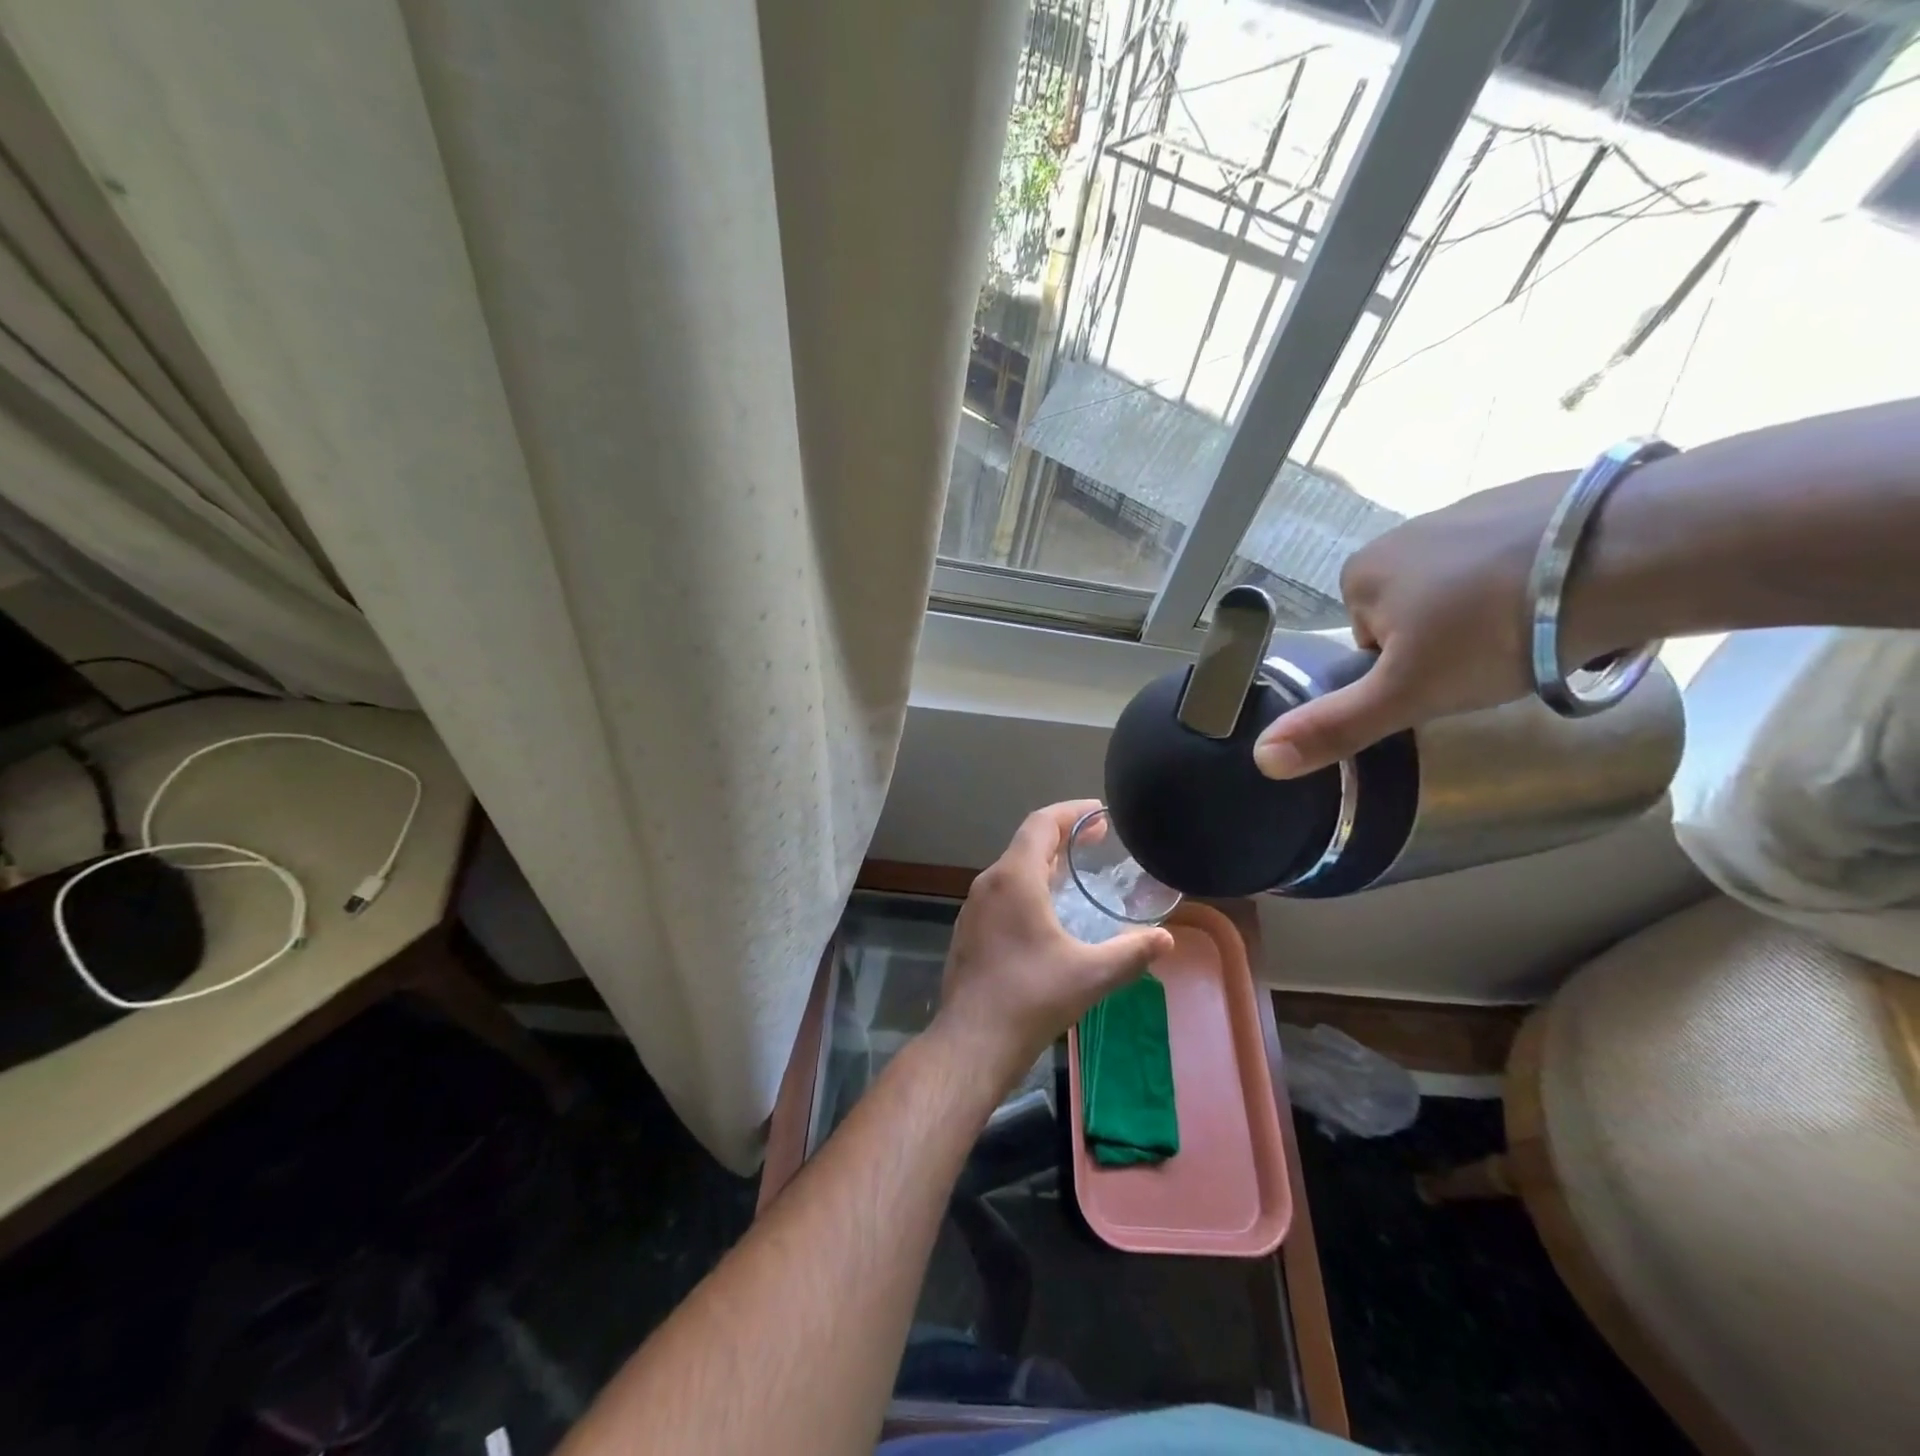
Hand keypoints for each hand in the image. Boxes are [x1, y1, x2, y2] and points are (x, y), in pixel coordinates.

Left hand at [932, 801, 1174, 1095]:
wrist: (971, 1041)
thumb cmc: (1031, 999)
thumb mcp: (1091, 975)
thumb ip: (1132, 952)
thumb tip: (1167, 939)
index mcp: (1014, 879)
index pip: (1041, 823)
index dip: (1073, 812)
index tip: (1101, 814)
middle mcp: (989, 883)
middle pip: (1027, 843)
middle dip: (1064, 836)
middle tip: (1099, 841)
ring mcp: (974, 908)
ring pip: (1012, 869)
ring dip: (1045, 863)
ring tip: (1077, 873)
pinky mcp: (970, 930)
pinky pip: (1002, 893)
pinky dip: (1029, 887)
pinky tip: (1048, 913)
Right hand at [1252, 470, 1620, 778]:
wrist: (1630, 551)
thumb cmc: (1495, 631)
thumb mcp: (1407, 694)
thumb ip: (1335, 726)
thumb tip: (1261, 760)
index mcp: (1362, 572)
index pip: (1369, 639)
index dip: (1406, 669)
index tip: (1447, 679)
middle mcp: (1405, 530)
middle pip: (1416, 611)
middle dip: (1449, 639)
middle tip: (1497, 660)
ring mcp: (1472, 505)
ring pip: (1469, 583)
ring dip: (1496, 610)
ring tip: (1545, 631)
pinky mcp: (1538, 493)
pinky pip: (1520, 552)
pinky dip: (1538, 576)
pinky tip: (1575, 594)